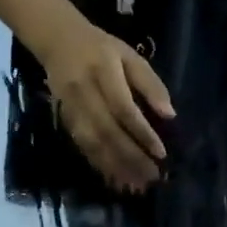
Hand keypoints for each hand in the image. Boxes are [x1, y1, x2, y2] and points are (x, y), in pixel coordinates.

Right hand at [42, 17, 173, 191]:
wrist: (57, 41)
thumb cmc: (102, 49)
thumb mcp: (130, 56)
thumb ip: (150, 84)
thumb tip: (170, 115)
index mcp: (103, 72)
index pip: (123, 109)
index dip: (142, 133)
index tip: (160, 154)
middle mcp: (84, 92)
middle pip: (108, 131)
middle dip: (131, 158)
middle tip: (151, 177)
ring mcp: (71, 107)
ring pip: (93, 143)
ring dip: (115, 167)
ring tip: (136, 185)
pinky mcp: (65, 119)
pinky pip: (82, 146)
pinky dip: (99, 164)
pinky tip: (115, 178)